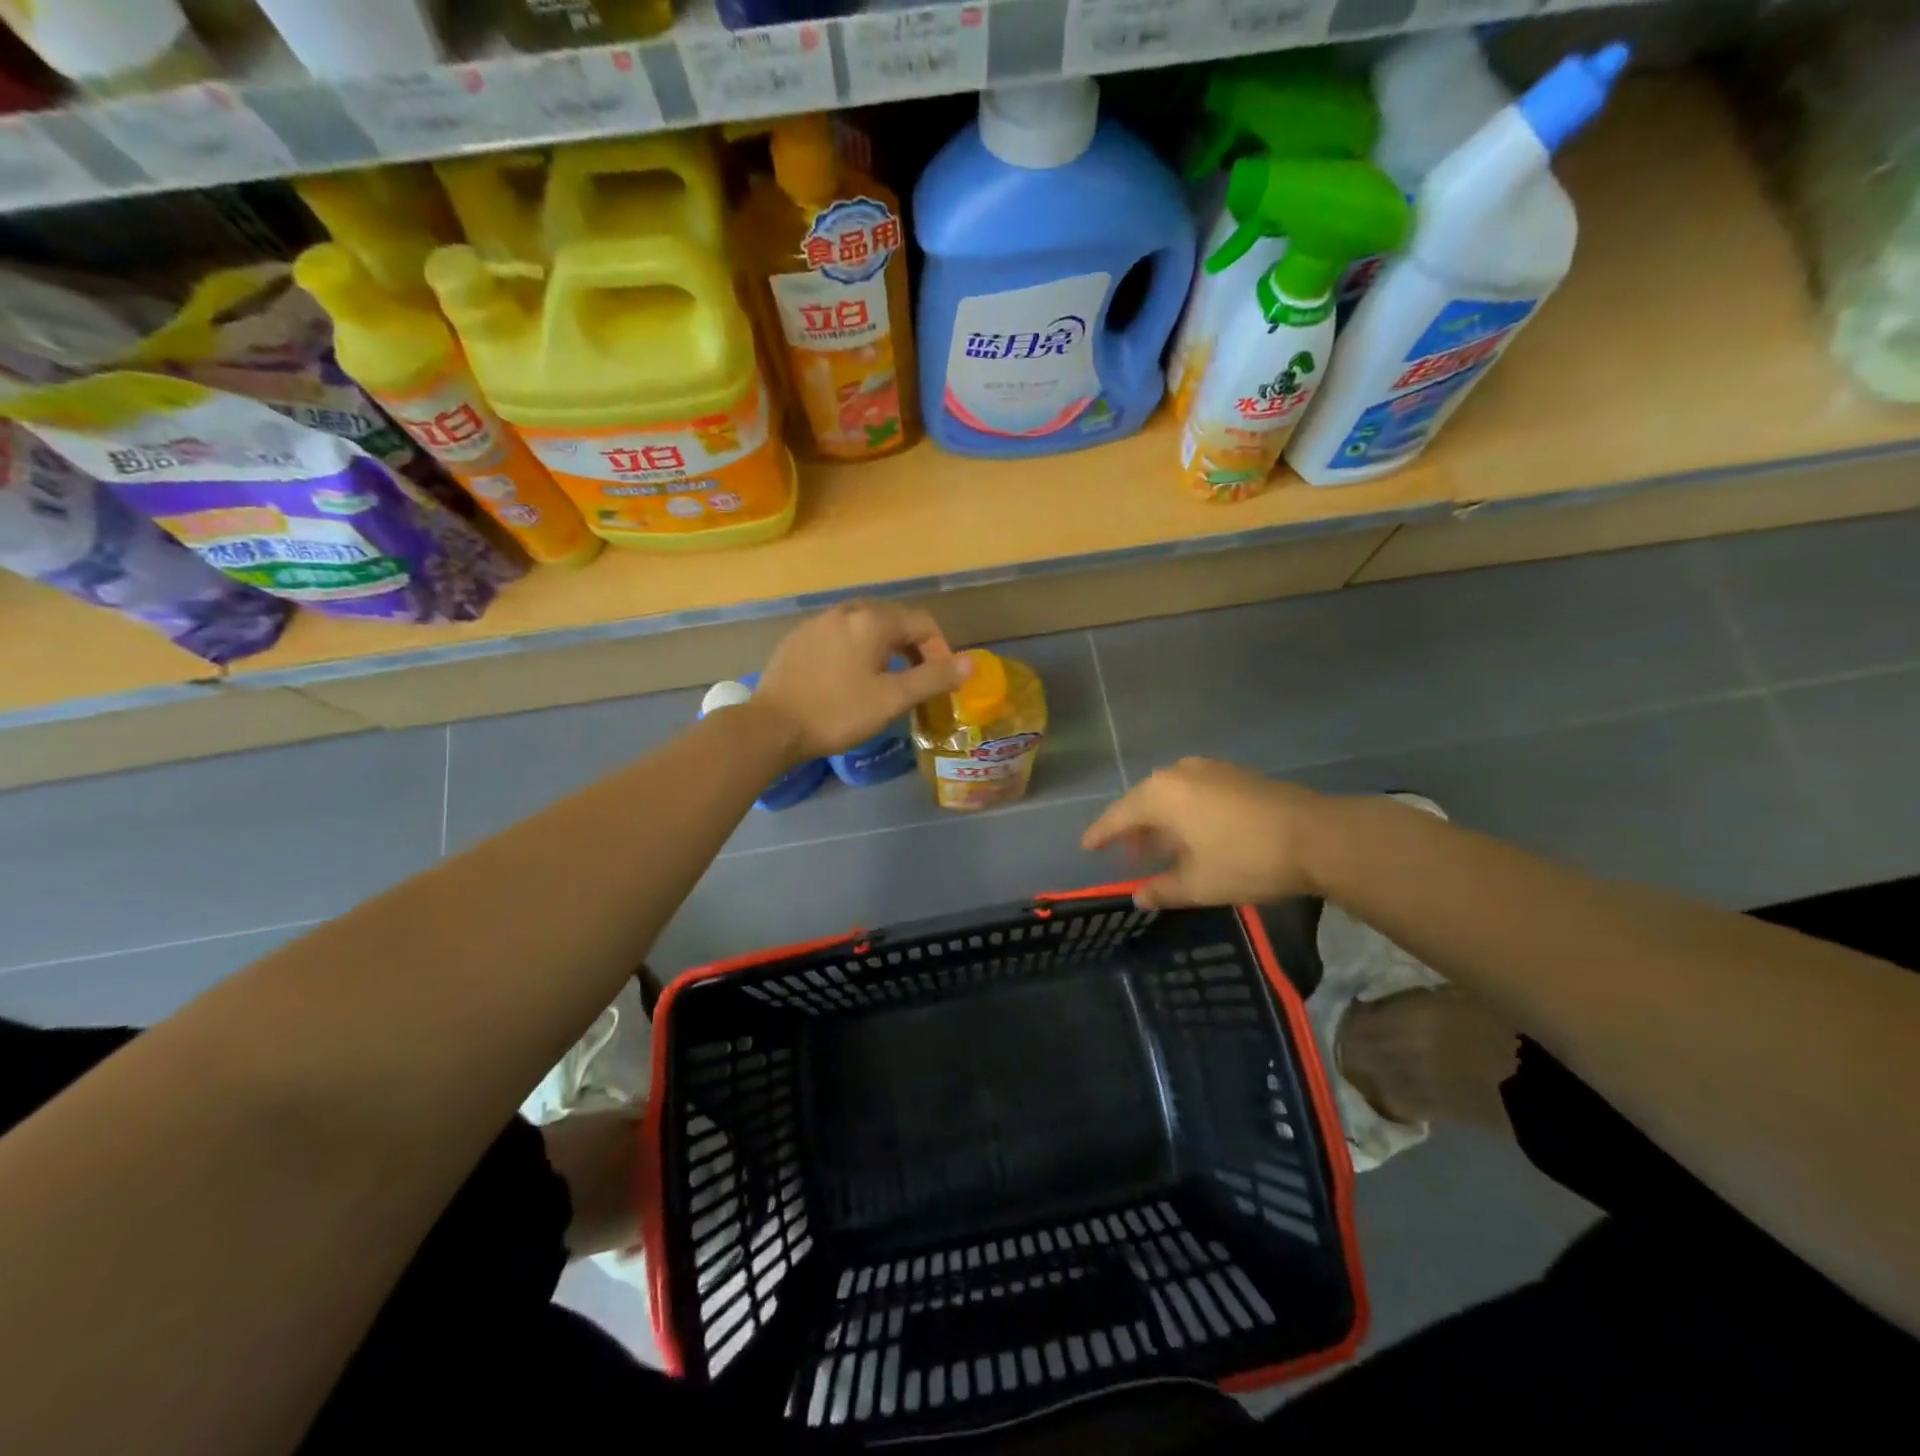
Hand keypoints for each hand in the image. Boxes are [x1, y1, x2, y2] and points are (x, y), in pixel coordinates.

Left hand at [754, 600, 971, 762]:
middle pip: (893, 618)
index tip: (942, 678)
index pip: (921, 622)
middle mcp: (846, 611)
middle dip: (913, 645)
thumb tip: (971, 663)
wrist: (771, 726)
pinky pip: (839, 634)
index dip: (940, 648)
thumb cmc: (838, 713)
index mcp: (872, 620)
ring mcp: (818, 622)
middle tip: (919, 677)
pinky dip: (856, 648)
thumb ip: (934, 678)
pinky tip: (850, 676)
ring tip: (888, 677)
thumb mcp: (893, 699)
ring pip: (864, 625)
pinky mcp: (798, 638)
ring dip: (885, 646)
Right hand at [1082, 758, 1325, 908]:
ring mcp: (1210, 770)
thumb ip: (1161, 889)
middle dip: (1133, 830)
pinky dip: (1185, 814)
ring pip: (1171, 796)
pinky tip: (1194, 836)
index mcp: (1160, 795)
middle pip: (1143, 802)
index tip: (1086, 847)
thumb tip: (1138, 897)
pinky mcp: (1236, 775)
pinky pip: (1195, 793)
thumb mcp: (1198, 884)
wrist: (1318, 836)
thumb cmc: (1246, 860)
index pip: (1117, 816)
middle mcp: (1179, 773)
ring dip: (1161, 822)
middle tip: (1126, 856)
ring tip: (1160, 850)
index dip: (1100, 834)